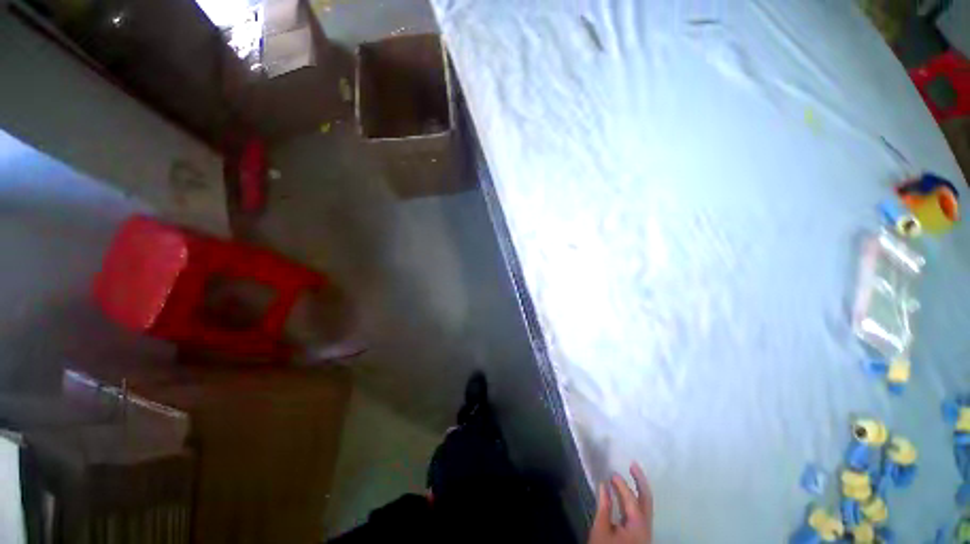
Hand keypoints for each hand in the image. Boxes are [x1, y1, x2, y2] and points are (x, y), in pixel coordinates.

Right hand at [588, 463, 652, 543]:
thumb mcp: (600, 530)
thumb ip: (604, 507)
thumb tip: (603, 485)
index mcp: (638, 526)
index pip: (631, 499)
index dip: (621, 485)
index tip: (610, 474)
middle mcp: (646, 528)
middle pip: (647, 501)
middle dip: (641, 481)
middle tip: (633, 464)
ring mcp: (645, 533)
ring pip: (646, 507)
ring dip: (639, 490)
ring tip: (631, 474)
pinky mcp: (641, 536)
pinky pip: (641, 513)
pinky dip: (634, 500)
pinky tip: (626, 495)